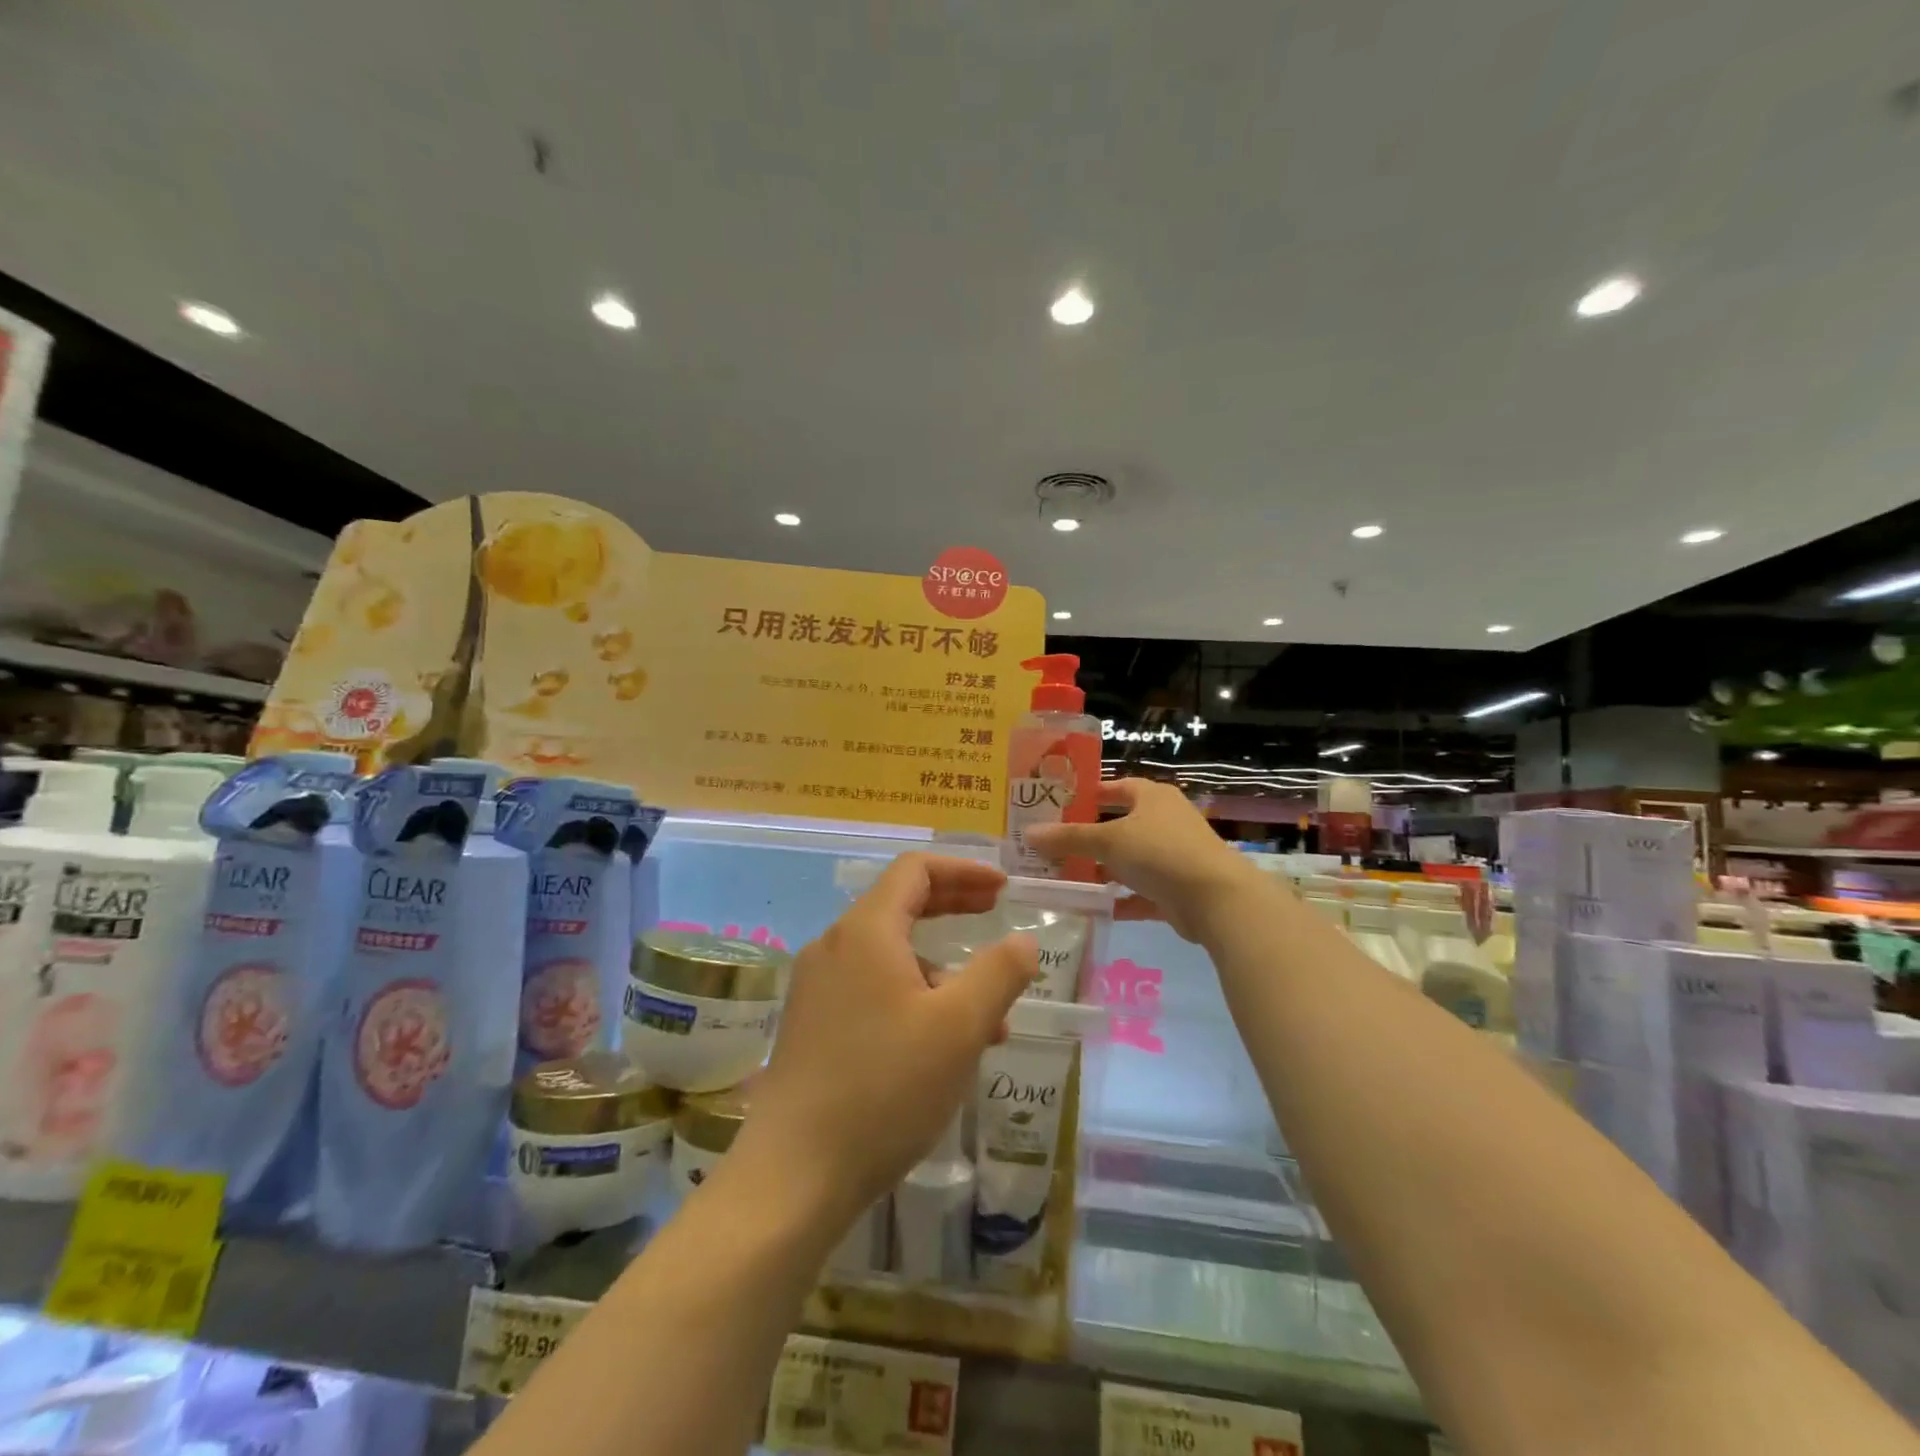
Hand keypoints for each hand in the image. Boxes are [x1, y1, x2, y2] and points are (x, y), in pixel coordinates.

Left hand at [733, 853, 1037, 1226]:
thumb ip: (998, 974)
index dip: (963, 871)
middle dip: (953, 906)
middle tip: (995, 913)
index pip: (915, 871)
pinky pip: (870, 987)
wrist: (794, 1174)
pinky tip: (940, 1046)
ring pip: (889, 954)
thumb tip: (1023, 941)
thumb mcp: (959, 1028)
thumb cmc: (885, 1088)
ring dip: (940, 967)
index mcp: (866, 931)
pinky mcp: (811, 1024)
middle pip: (899, 904)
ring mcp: (816, 986)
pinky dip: (911, 996)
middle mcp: (834, 946)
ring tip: (986, 1015)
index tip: (1003, 888)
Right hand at [1023, 778, 1265, 940]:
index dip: (1088, 794)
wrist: (1216, 899)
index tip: (1058, 805)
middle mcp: (1164, 821)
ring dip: (1101, 870)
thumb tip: (1028, 834)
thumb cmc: (1160, 852)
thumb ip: (1069, 838)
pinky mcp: (1175, 890)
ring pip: (1128, 861)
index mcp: (1152, 797)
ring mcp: (1172, 856)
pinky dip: (1118, 899)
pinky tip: (1091, 908)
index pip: (1115, 787)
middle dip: (1088, 837)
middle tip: (1052, 845)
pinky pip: (1139, 893)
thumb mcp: (1109, 840)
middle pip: (1119, 826)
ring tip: (1063, 877)